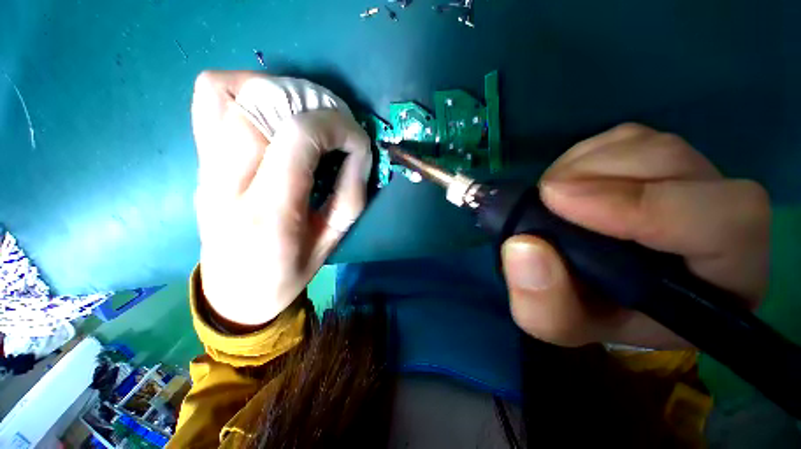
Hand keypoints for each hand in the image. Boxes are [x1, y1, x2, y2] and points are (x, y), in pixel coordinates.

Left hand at [191, 71, 371, 325]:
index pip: (299, 137)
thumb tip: (359, 151)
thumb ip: (350, 194)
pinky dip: (244, 87)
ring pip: (232, 91)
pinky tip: (272, 108)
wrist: (233, 292)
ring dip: (284, 92)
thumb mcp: (332, 241)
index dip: (337, 127)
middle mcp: (227, 181)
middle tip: (338, 127)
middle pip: (264, 105)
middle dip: (315, 106)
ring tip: (310, 116)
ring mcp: (205, 165)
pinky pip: (208, 97)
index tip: (357, 140)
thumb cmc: (288, 273)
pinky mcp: (199, 159)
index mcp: (269, 212)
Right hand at [501, 124, 769, 347]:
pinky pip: (626, 138)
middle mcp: (720, 221)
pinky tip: (567, 181)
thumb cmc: (590, 313)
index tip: (559, 201)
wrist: (595, 289)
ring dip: (586, 164)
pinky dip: (585, 155)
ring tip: (551, 194)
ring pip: (650, 145)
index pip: (724, 223)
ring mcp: (691, 182)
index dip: (646, 204)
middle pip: (679, 166)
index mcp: (721, 281)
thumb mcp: (559, 325)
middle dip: (601, 175)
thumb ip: (543, 305)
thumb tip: (523, 246)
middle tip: (546, 195)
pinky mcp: (658, 162)